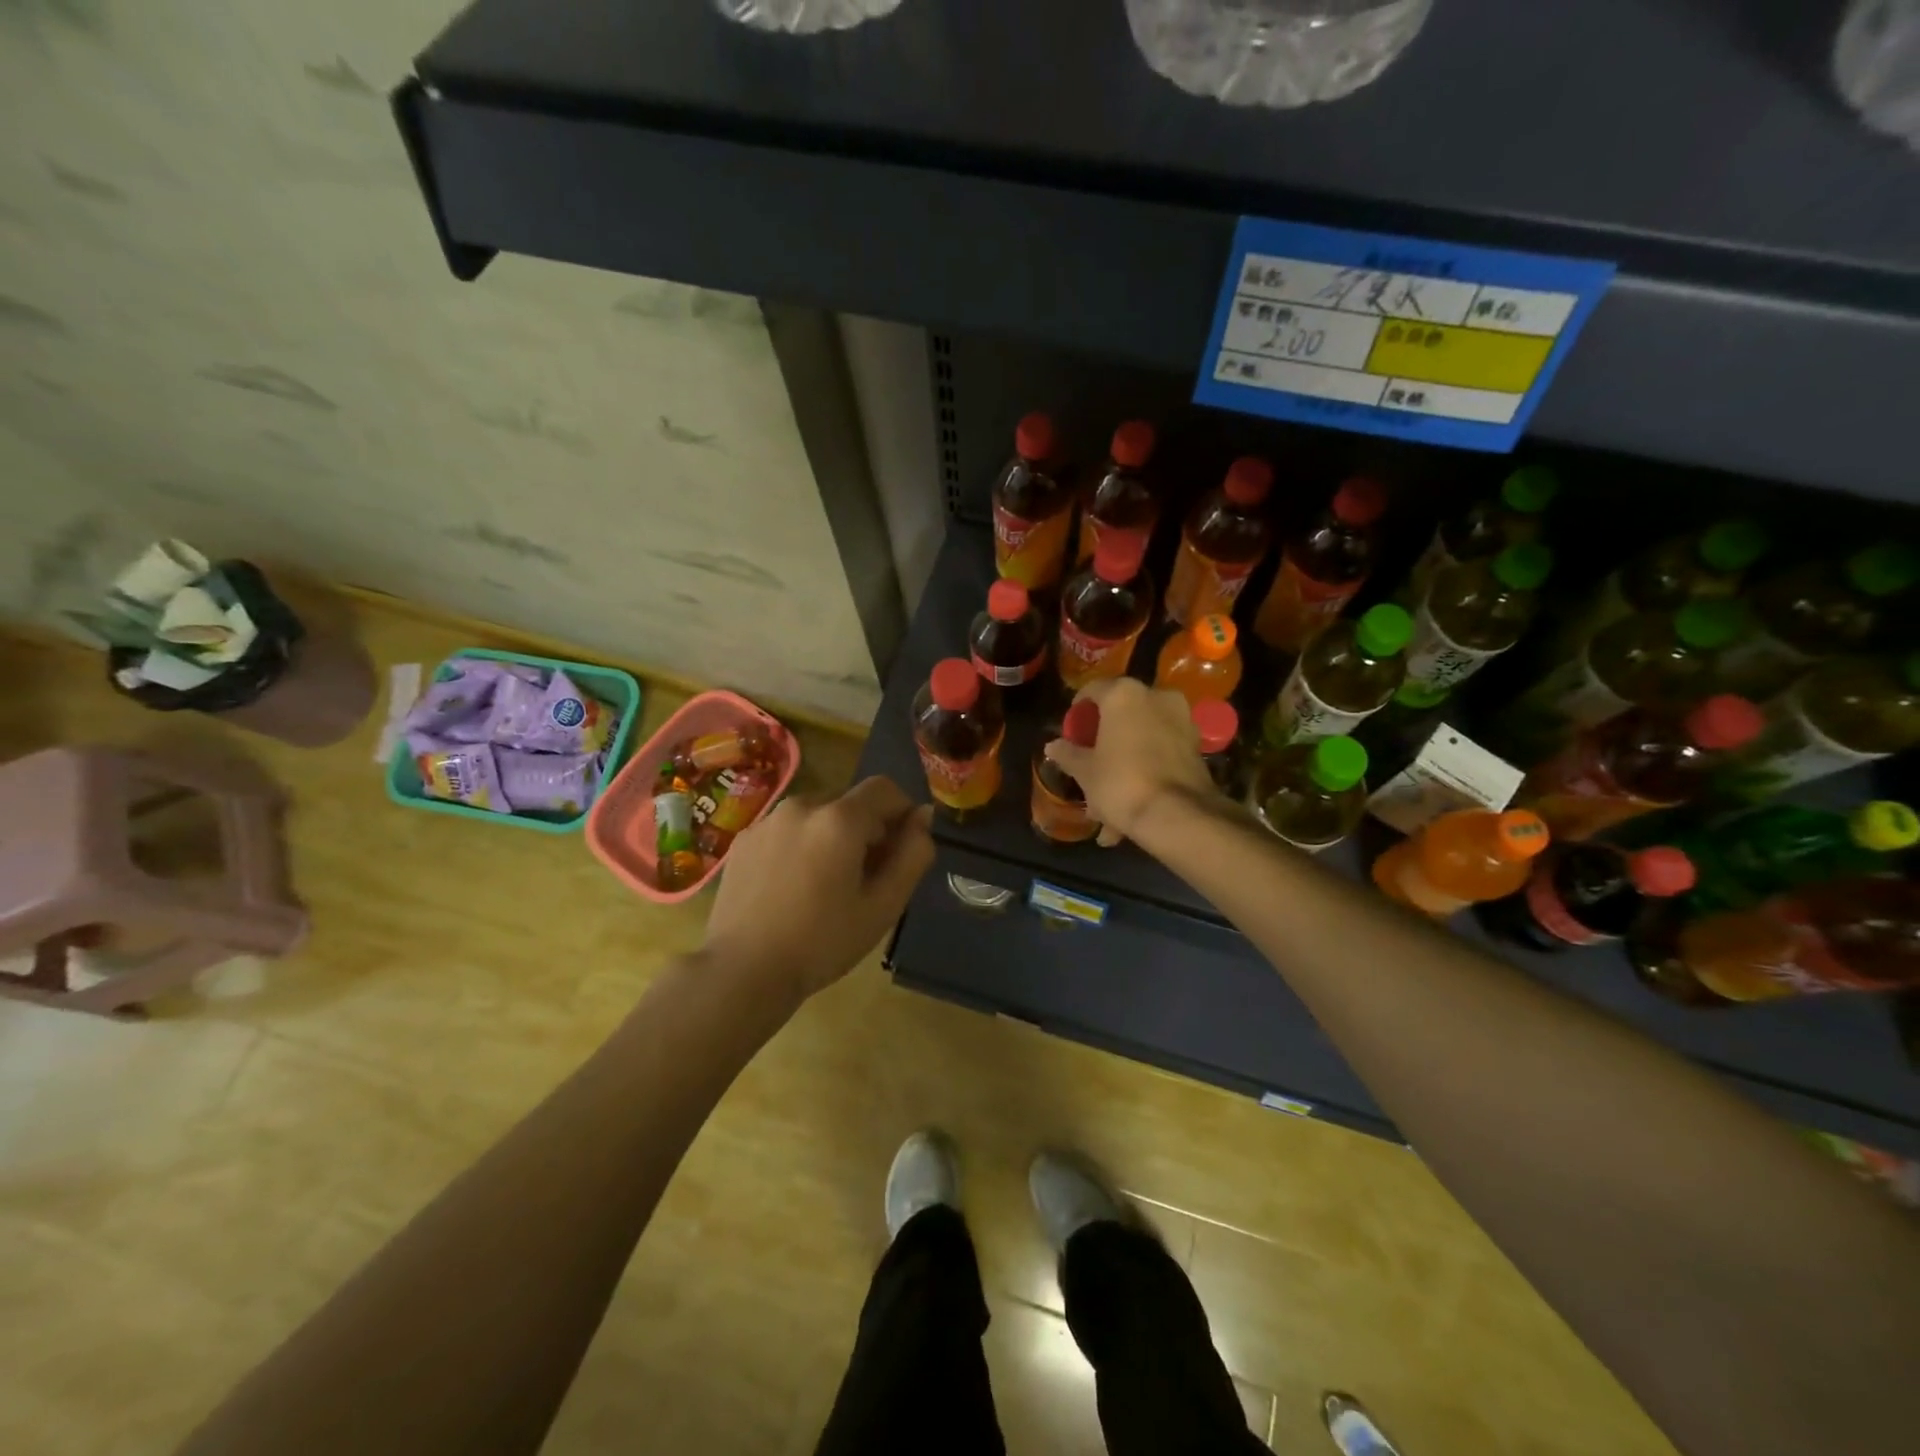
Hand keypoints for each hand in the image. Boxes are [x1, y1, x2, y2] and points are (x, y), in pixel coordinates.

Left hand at [703, 776, 934, 1000]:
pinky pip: (787, 829)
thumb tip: (923, 816)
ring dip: (831, 836)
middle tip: (864, 878)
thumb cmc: (822, 942)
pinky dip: (800, 845)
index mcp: (839, 818)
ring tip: (825, 885)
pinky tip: (792, 887)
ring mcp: (767, 820)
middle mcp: (802, 805)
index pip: (885, 789)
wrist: (743, 971)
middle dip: (866, 829)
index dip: (902, 813)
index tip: (900, 851)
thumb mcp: (884, 906)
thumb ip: (912, 855)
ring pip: (817, 814)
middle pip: (849, 802)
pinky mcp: (744, 839)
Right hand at [1043, 678, 1215, 845]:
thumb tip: (1053, 746)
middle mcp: (1157, 696)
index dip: (1078, 711)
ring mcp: (1181, 719)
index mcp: (1124, 694)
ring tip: (1110, 800)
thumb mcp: (1085, 771)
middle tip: (1091, 764)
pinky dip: (1147, 770)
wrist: (1177, 815)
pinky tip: (1133, 803)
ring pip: (1142, 737)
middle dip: (1105, 741)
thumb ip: (1068, 754)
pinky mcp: (1196, 745)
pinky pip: (1161, 752)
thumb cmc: (1121, 782)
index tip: (1072, 732)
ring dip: (1125, 761)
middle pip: (1121, 713)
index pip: (1093, 690)